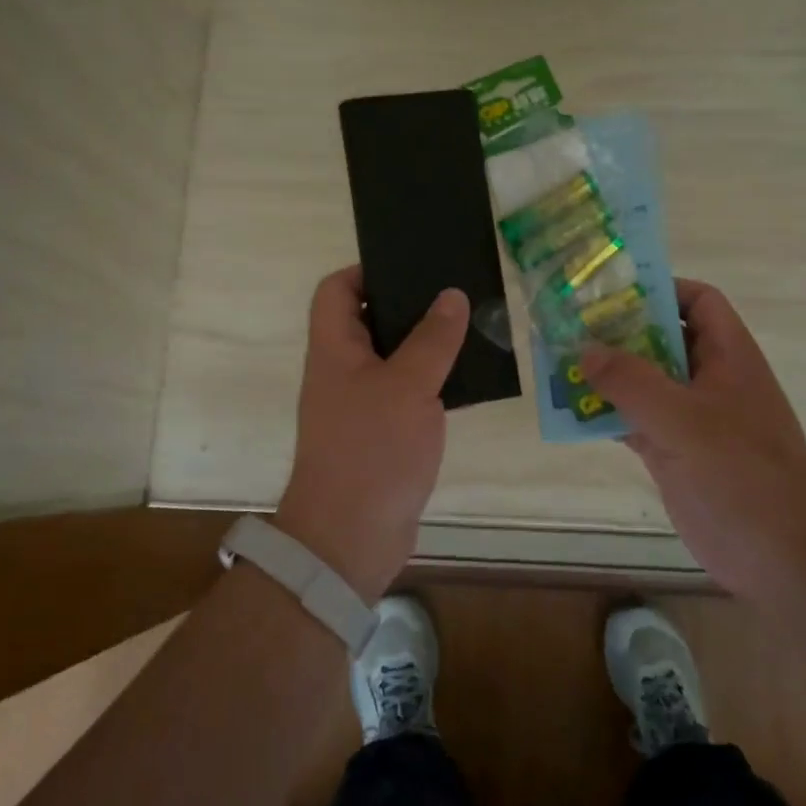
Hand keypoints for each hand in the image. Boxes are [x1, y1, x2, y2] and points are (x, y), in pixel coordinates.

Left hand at [275, 266, 469, 601]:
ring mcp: (361, 404)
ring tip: (471, 328)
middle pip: (369, 321)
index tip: (410, 267)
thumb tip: (451, 295)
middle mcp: (343, 371)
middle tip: (455, 294)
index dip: (365, 271)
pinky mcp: (382, 434)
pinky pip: (407, 393)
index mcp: (335, 349)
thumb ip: (432, 339)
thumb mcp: (408, 386)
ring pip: (394, 358)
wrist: (351, 537)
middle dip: (409, 306)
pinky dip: (432, 382)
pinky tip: (467, 378)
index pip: (336, 291)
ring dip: (427, 345)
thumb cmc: (372, 450)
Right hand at [580, 279, 805, 592]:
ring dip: (608, 376)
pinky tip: (573, 414)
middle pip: (663, 340)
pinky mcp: (677, 454)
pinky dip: (608, 415)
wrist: (781, 556)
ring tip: (560, 365)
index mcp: (727, 357)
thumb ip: (631, 381)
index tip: (612, 293)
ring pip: (646, 383)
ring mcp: (693, 420)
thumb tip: (585, 349)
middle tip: (570, 327)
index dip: (661, 290)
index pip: (699, 302)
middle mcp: (711, 380)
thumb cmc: (740, 472)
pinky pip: (637, 422)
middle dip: (620, 333)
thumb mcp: (682, 418)